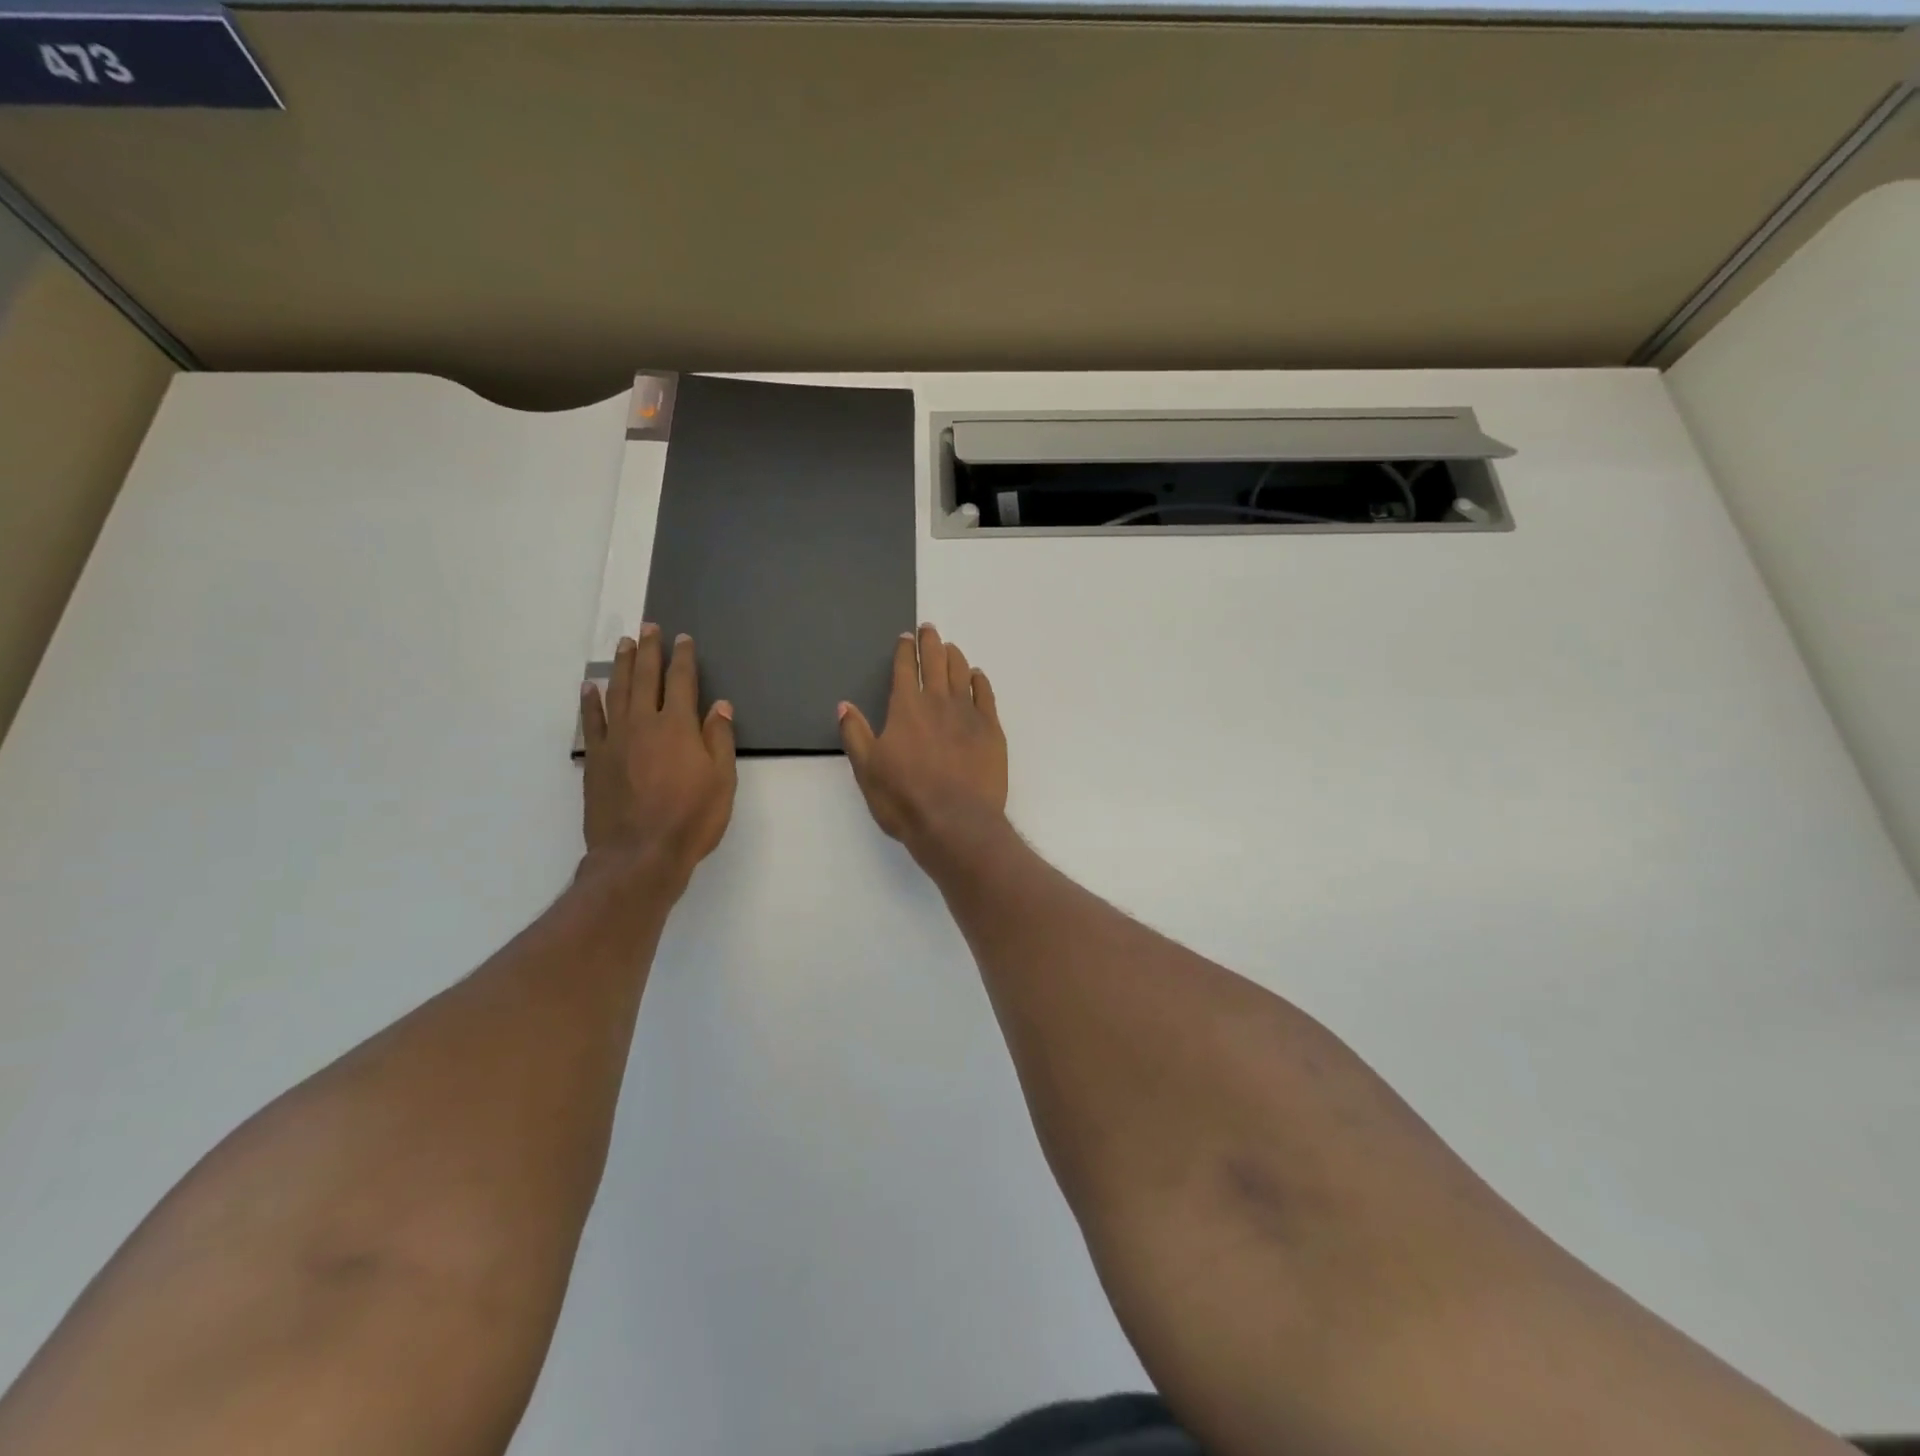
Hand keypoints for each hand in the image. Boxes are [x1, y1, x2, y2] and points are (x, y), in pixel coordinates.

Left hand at [580, 625, 736, 894]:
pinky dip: (590, 701)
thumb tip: (720, 705)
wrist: (639, 854)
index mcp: (679, 726)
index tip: (682, 639)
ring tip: (623, 645)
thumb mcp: (722, 781)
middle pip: (645, 678)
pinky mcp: (595, 760)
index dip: (682, 658)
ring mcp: (615, 740)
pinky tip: (589, 687)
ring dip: (620, 666)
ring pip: (616, 692)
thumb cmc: (691, 819)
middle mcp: (644, 724)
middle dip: (648, 651)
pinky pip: (591, 722)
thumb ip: (719, 739)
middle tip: (648, 628)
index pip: (682, 682)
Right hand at [839, 623, 1008, 864]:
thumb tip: (844, 706)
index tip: (906, 637)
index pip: (905, 669)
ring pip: (962, 673)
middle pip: (936, 662)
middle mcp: (938, 702)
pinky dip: (980, 680)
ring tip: (950, 647)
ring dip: (954, 656)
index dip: (905, 651)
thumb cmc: (905, 799)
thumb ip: (855, 734)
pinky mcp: (991, 730)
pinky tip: (977, 676)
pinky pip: (986, 695)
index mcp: (906, 708)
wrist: (956, 823)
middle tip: (929, 629)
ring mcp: (968, 714)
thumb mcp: (867, 769)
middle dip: (931, 643)